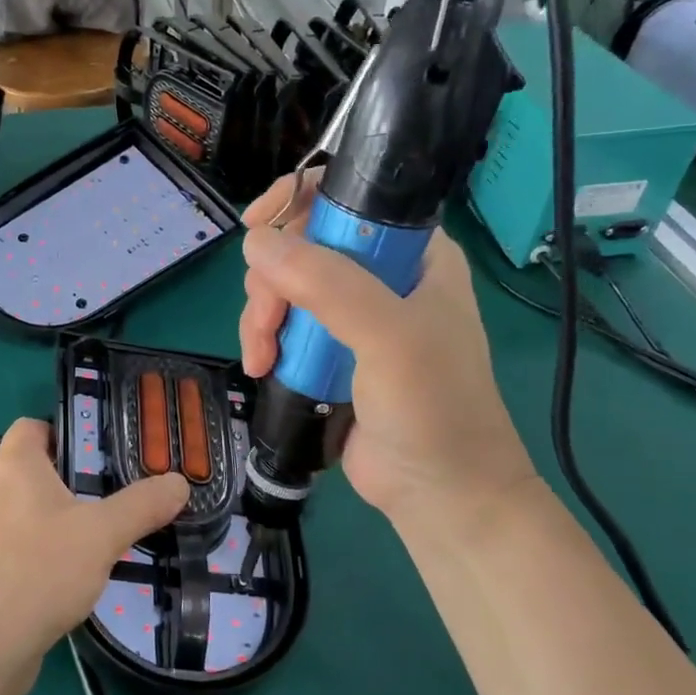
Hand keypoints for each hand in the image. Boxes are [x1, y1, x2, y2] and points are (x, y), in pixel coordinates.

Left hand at [0, 420, 188, 682]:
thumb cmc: (39, 571)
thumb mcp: (103, 535)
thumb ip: (142, 506)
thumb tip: (179, 482)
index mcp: (13, 466)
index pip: (31, 426)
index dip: (64, 432)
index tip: (98, 457)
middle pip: (29, 470)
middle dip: (67, 481)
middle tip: (107, 501)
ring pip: (19, 511)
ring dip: (51, 521)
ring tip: (90, 543)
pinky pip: (8, 547)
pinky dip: (33, 553)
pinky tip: (61, 581)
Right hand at [238, 172, 541, 539]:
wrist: (440, 495)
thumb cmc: (434, 407)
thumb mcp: (389, 337)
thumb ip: (328, 284)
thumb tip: (255, 242)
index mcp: (414, 253)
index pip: (350, 199)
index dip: (298, 200)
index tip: (256, 225)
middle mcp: (381, 275)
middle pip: (302, 245)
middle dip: (272, 280)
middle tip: (266, 321)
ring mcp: (352, 316)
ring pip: (283, 287)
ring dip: (262, 317)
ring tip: (262, 357)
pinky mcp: (327, 351)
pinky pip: (282, 325)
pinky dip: (264, 340)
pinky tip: (262, 366)